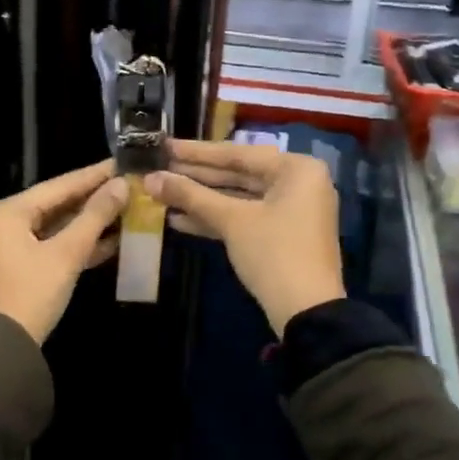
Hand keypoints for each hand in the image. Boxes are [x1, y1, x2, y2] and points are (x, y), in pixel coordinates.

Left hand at [0, 160, 129, 343]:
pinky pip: (58, 244)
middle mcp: (10, 221)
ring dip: (93, 221)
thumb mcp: (66, 253)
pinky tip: (115, 238)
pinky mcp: (27, 266)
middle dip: (96, 197)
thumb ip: (94, 216)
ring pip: (61, 225)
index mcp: (11, 211)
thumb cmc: (32, 292)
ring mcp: (17, 244)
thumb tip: (121, 185)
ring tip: (130, 206)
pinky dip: (82, 242)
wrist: (5, 347)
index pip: (61, 184)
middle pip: (60, 202)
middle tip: (131, 183)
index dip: (95, 175)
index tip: (124, 162)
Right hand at [144, 140, 345, 336]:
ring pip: (239, 197)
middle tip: (159, 167)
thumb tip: (151, 179)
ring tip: (162, 193)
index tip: (164, 146)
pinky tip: (179, 219)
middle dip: (196, 176)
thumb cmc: (274, 253)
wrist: (308, 313)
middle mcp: (298, 183)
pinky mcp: (282, 234)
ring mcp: (291, 210)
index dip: (196, 152)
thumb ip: (190, 195)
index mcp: (296, 169)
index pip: (237, 154)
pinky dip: (216, 218)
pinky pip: (245, 217)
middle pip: (238, 174)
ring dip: (201, 199)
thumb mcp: (231, 221)